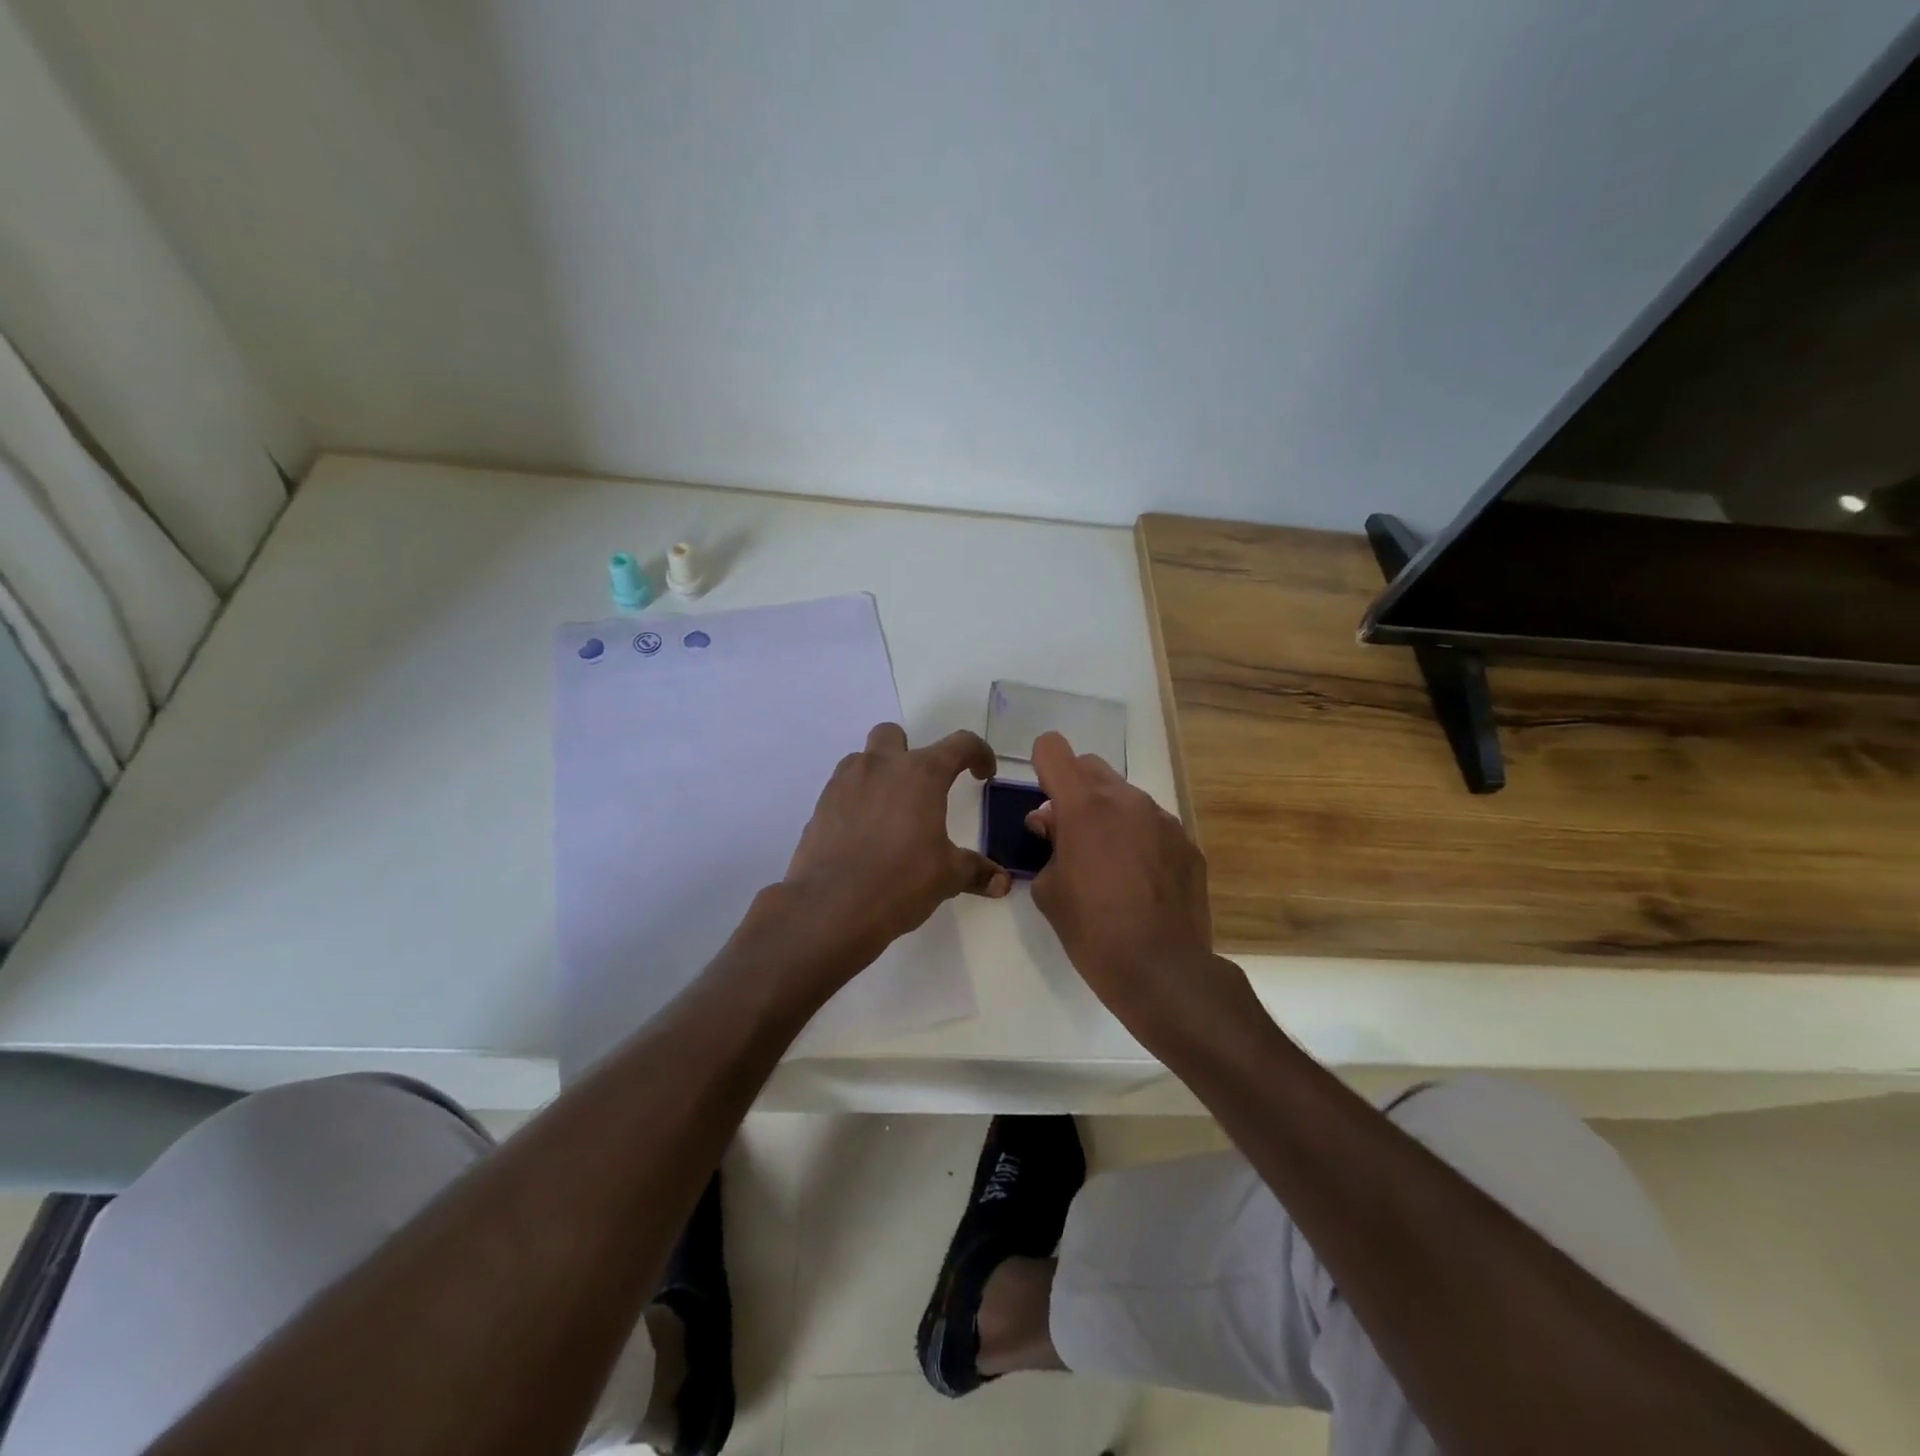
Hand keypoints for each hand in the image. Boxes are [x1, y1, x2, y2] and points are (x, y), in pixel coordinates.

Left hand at [780, 723, 1009, 966]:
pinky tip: (864, 834)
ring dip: (879, 774)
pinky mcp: (821, 805)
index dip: (978, 753)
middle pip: (895, 735)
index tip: (982, 773)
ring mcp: (845, 782)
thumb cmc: (900, 881)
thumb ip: (975, 870)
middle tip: (921, 788)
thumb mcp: (947, 877)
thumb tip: (1002, 882)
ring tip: (890, 812)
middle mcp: (881, 766)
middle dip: (910, 752)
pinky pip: (843, 788)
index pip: (960, 744)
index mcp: (921, 774)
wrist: (831, 906)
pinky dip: (856, 800)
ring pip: (863, 759)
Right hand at [1026, 732, 1231, 1022]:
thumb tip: (1052, 824)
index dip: (1042, 766)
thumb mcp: (1048, 890)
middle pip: (1090, 766)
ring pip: (1124, 795)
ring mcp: (1162, 819)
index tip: (1043, 797)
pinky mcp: (1187, 842)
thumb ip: (1047, 845)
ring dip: (1108, 813)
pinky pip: (1152, 824)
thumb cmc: (1092, 931)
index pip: (1053, 749)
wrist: (1163, 971)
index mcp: (1083, 806)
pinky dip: (1138, 837)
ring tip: (1108, 861)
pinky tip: (1139, 879)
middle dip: (1073, 788)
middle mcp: (1126, 799)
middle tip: (1069, 832)